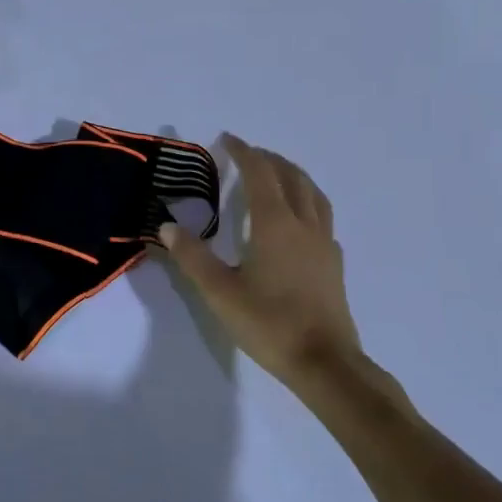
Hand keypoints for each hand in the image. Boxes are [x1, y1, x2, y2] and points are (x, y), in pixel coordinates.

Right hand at [159, 134, 392, 395]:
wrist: (325, 363)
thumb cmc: (269, 324)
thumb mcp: (220, 292)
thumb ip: (192, 257)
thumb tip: (167, 225)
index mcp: (275, 224)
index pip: (260, 174)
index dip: (244, 153)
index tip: (227, 139)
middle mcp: (304, 225)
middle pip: (291, 177)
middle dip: (269, 159)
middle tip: (248, 154)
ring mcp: (324, 243)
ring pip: (313, 194)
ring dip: (293, 175)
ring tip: (277, 174)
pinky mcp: (334, 263)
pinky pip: (323, 217)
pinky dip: (308, 202)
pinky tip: (299, 219)